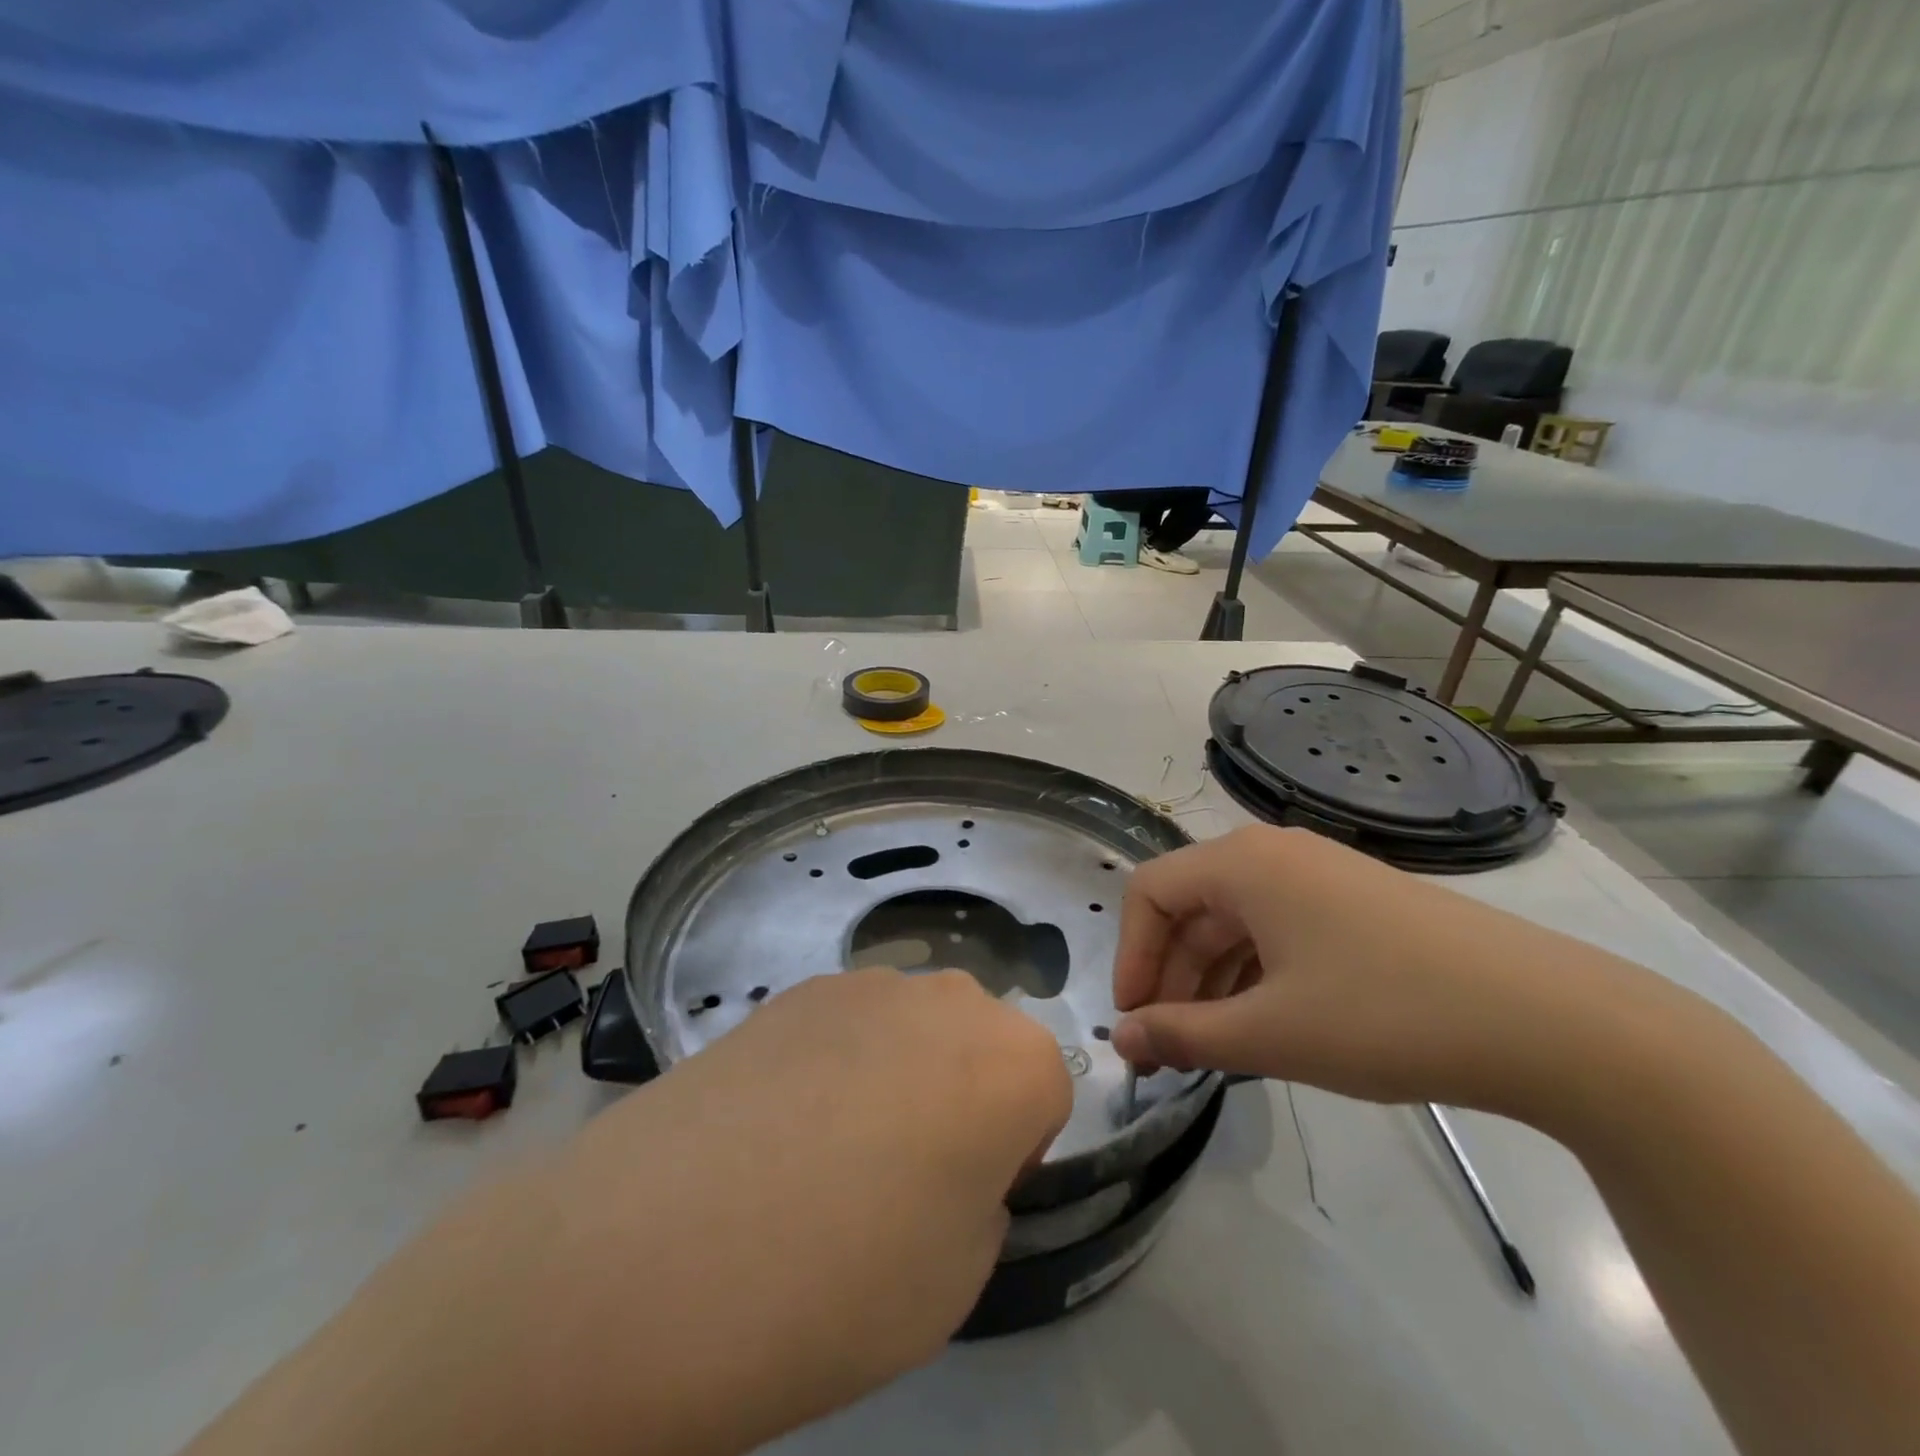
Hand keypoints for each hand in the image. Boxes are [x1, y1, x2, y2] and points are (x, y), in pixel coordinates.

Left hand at [183, 968, 1070, 1455]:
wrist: (646, 1256)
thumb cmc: (833, 1287)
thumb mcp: (956, 1277)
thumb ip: (980, 1193)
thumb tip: (949, 1157)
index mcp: (1007, 1061)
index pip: (1048, 1087)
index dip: (1016, 1148)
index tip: (965, 1198)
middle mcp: (944, 999)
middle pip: (982, 1042)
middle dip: (966, 1096)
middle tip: (902, 1178)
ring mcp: (861, 984)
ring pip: (915, 1028)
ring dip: (902, 1074)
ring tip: (827, 1152)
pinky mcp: (792, 990)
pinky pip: (850, 1022)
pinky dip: (839, 1061)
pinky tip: (776, 1126)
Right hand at [1111, 825, 1685, 1119]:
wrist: (1550, 1021)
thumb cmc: (1385, 1014)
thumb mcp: (1271, 1033)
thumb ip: (1183, 1034)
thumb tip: (1122, 1037)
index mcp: (1242, 863)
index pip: (1150, 892)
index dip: (1130, 955)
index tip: (1136, 1021)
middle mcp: (1274, 853)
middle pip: (1192, 907)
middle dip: (1169, 976)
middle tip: (1166, 1047)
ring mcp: (1322, 875)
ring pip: (1236, 921)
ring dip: (1211, 980)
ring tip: (1212, 1046)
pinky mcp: (1358, 903)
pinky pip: (1279, 929)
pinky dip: (1255, 973)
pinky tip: (1265, 1024)